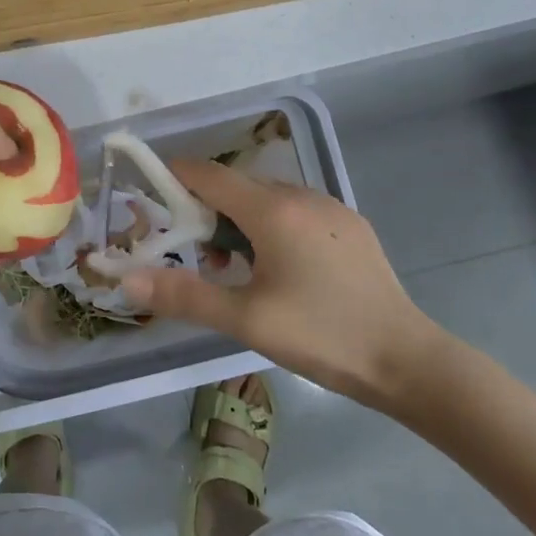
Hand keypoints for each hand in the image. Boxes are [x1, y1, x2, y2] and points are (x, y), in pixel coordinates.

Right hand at [121, 160, 446, 412]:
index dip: (175, 177)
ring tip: (234, 267)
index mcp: (273, 210)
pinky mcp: (351, 225)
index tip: (151, 196)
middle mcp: (301, 195)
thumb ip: (184, 295)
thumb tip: (127, 280)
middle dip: (206, 208)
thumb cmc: (321, 335)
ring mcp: (331, 208)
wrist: (407, 360)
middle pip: (237, 185)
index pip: (210, 175)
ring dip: (239, 219)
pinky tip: (278, 268)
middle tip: (193, 252)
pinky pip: (296, 210)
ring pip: (268, 197)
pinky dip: (271, 225)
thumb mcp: (246, 320)